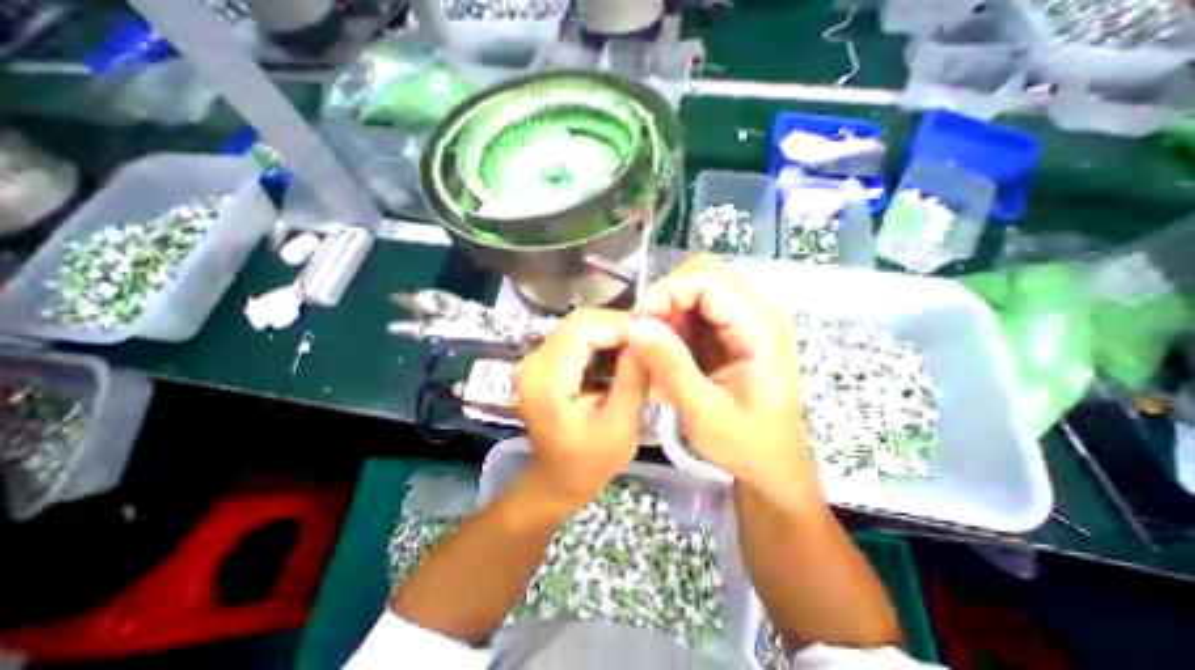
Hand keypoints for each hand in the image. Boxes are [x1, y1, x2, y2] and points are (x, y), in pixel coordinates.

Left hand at [512, 306, 649, 506]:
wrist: (556, 478)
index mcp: (545, 380)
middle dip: (617, 325)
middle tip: (651, 339)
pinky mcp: (541, 361)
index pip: (582, 329)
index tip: (654, 333)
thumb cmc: (589, 462)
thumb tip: (648, 337)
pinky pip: (574, 336)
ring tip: (639, 348)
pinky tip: (619, 355)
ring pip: (578, 325)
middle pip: (579, 322)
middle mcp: (532, 362)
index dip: (619, 324)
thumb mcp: (620, 428)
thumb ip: (632, 381)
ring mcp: (533, 359)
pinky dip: (600, 339)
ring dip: (610, 332)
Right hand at [625, 257, 822, 507]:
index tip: (636, 325)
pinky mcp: (737, 328)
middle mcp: (759, 311)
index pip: (706, 280)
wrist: (773, 464)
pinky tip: (667, 347)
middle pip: (703, 273)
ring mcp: (749, 317)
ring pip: (698, 286)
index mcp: (760, 327)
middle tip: (643, 332)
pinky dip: (676, 319)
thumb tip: (634, 325)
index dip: (664, 294)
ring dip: (669, 308)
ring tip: (652, 343)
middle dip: (665, 297)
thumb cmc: (746, 444)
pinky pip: (700, 306)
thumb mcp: (704, 412)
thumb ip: (670, 366)